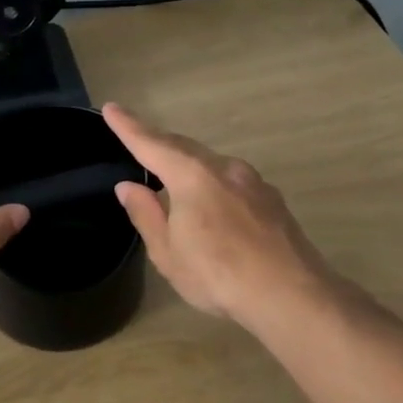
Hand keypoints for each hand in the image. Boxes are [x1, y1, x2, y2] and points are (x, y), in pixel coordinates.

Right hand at [103, 103, 332, 329]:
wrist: (291, 294)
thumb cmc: (218, 275)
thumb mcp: (168, 252)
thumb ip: (146, 215)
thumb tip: (128, 187)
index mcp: (192, 177)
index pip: (152, 144)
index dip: (128, 127)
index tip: (111, 107)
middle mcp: (224, 168)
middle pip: (184, 148)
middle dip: (159, 142)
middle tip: (137, 139)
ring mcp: (254, 182)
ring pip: (211, 164)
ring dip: (188, 165)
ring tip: (172, 178)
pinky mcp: (272, 201)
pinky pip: (232, 182)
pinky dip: (213, 184)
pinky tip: (212, 207)